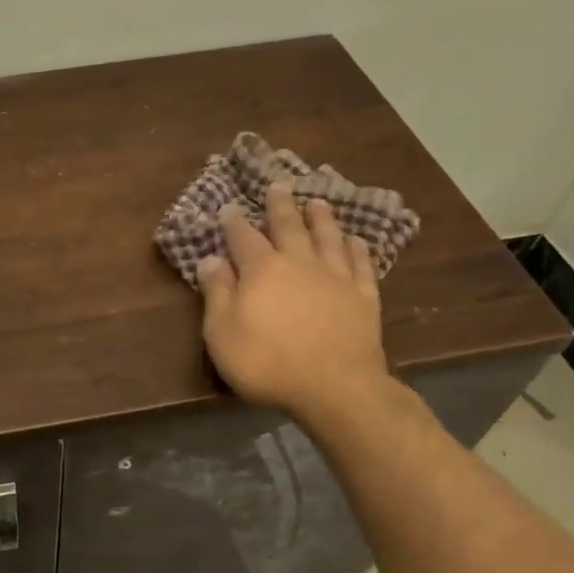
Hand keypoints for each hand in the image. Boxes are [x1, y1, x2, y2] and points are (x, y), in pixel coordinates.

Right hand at [195, 182, 390, 415]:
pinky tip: (356, 240)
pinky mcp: (364, 296)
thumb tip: (209, 259)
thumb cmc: (267, 362)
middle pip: (289, 226)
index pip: (243, 237)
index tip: (229, 207)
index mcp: (261, 270)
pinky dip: (357, 248)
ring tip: (317, 202)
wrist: (334, 386)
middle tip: (278, 185)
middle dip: (280, 206)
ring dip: (321, 218)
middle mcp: (299, 263)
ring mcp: (336, 277)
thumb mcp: (223, 332)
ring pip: (328, 237)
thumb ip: (217, 292)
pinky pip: (361, 264)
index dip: (234, 222)